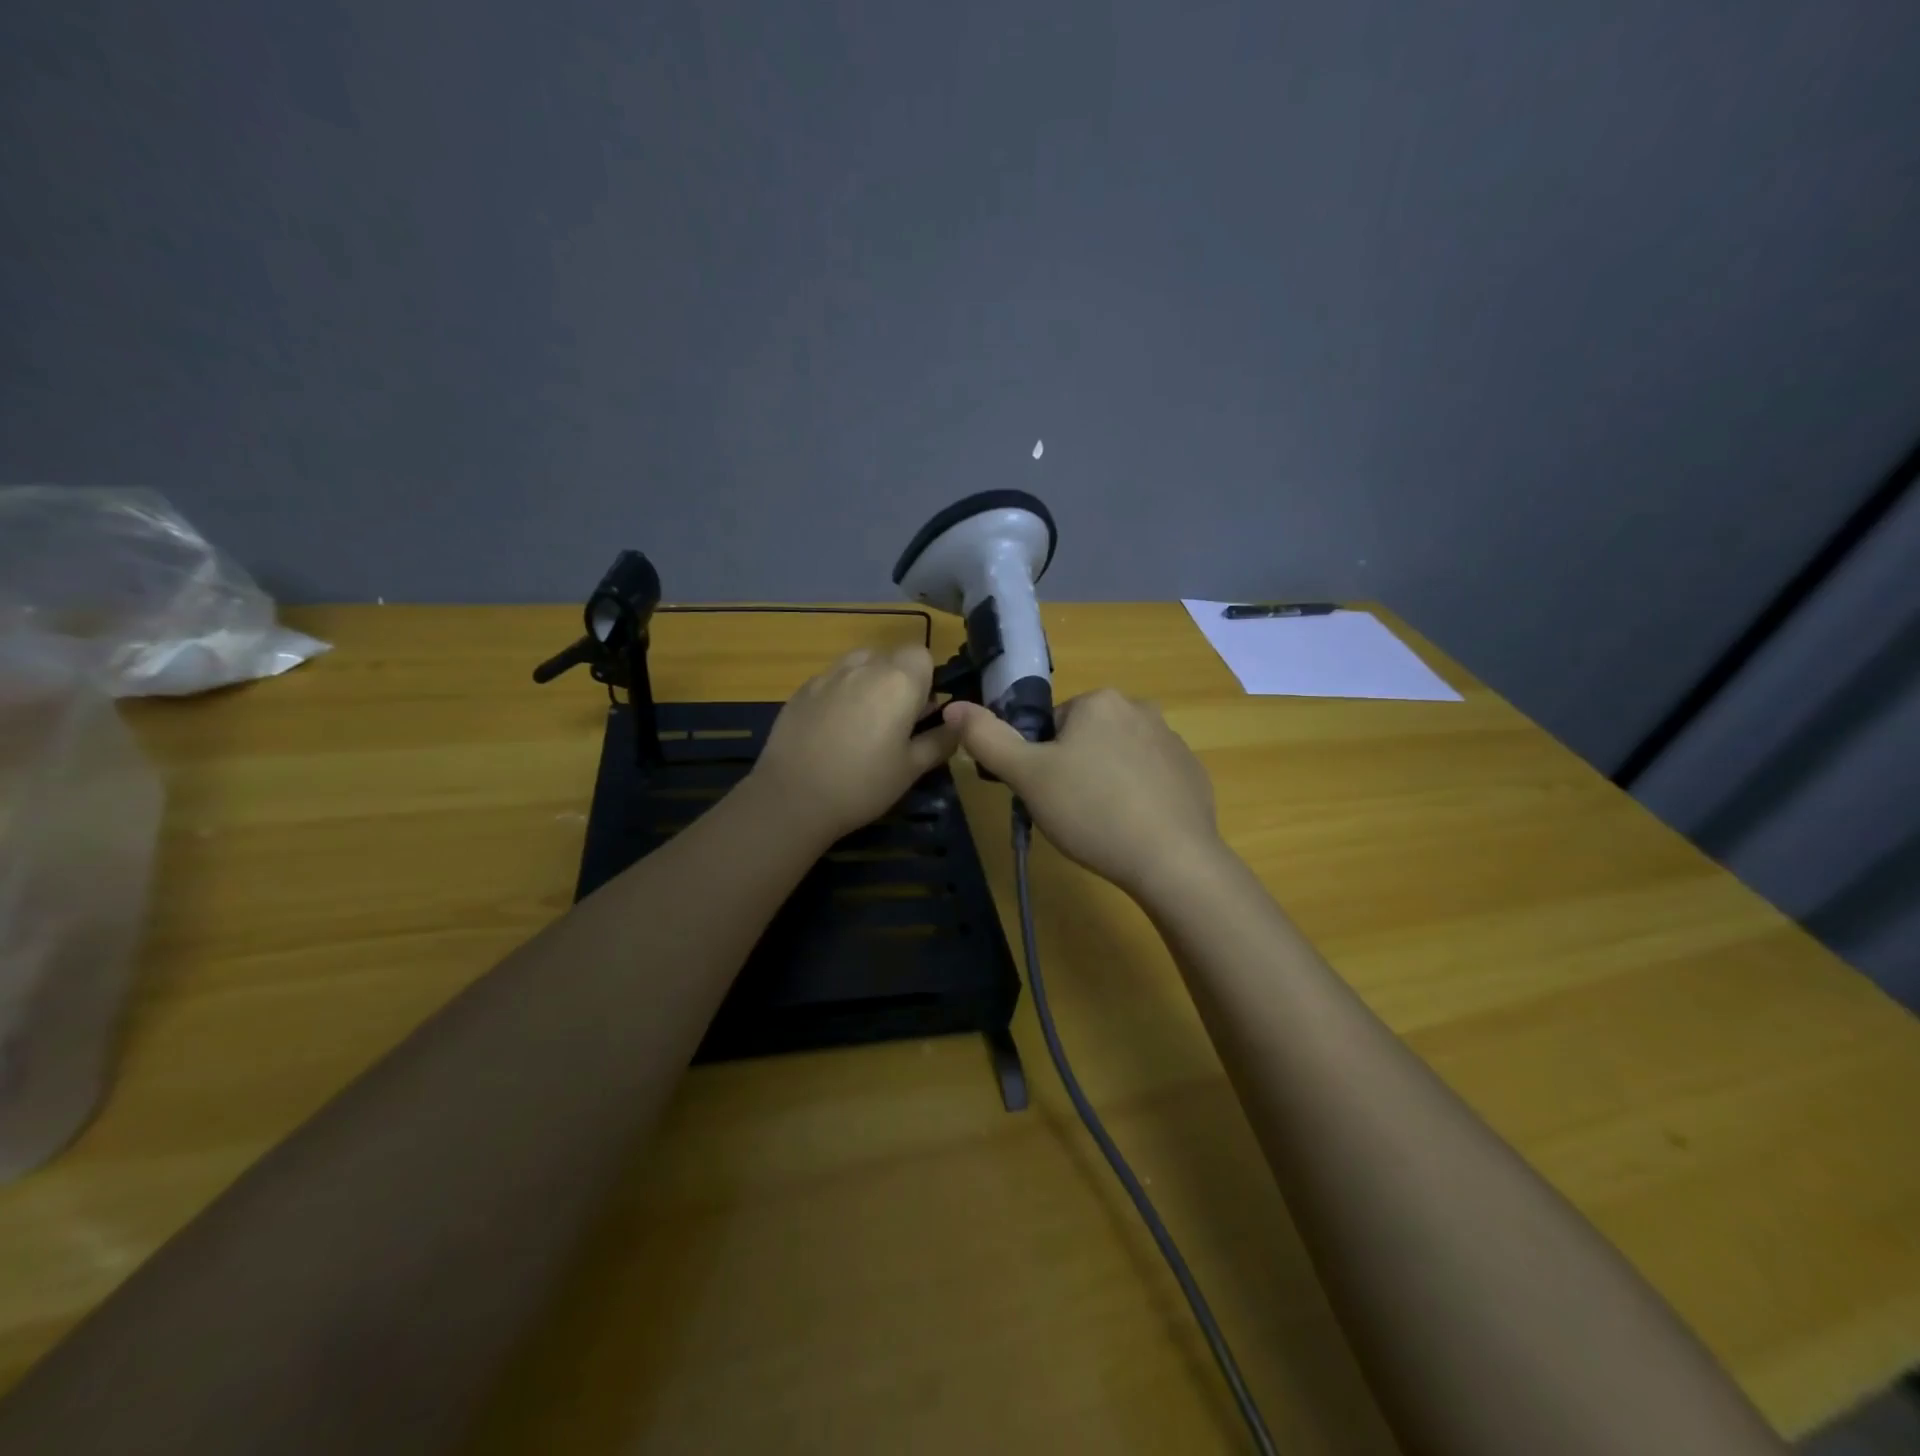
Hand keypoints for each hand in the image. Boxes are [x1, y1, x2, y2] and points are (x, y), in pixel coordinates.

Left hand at [748, 646, 960, 847]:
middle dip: (898, 680)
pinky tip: (832, 730)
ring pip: (859, 664)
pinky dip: (840, 694)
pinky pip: (832, 680)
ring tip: (863, 722)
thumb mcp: (912, 768)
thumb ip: (940, 740)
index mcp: (898, 681)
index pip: (923, 654)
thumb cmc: (863, 784)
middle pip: (891, 656)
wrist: (793, 798)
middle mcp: (864, 666)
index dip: (926, 679)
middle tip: (895, 722)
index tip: (922, 711)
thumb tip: (959, 724)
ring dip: (869, 682)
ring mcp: (828, 675)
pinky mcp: (802, 690)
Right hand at [944, 689, 1227, 901]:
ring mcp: (1173, 741)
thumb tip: (953, 705)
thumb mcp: (1028, 776)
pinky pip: (1150, 779)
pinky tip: (1134, 830)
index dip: (1041, 762)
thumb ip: (987, 739)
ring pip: (1118, 759)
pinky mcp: (1192, 774)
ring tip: (1102, 826)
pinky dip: (1138, 798)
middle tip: (1070, 812)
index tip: (1047, 794)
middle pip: (1086, 739)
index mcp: (1100, 701)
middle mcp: (1141, 708)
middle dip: (1073, 771)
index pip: (1052, 726)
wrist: (1173, 860)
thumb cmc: (1092, 811)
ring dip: (1105, 784)